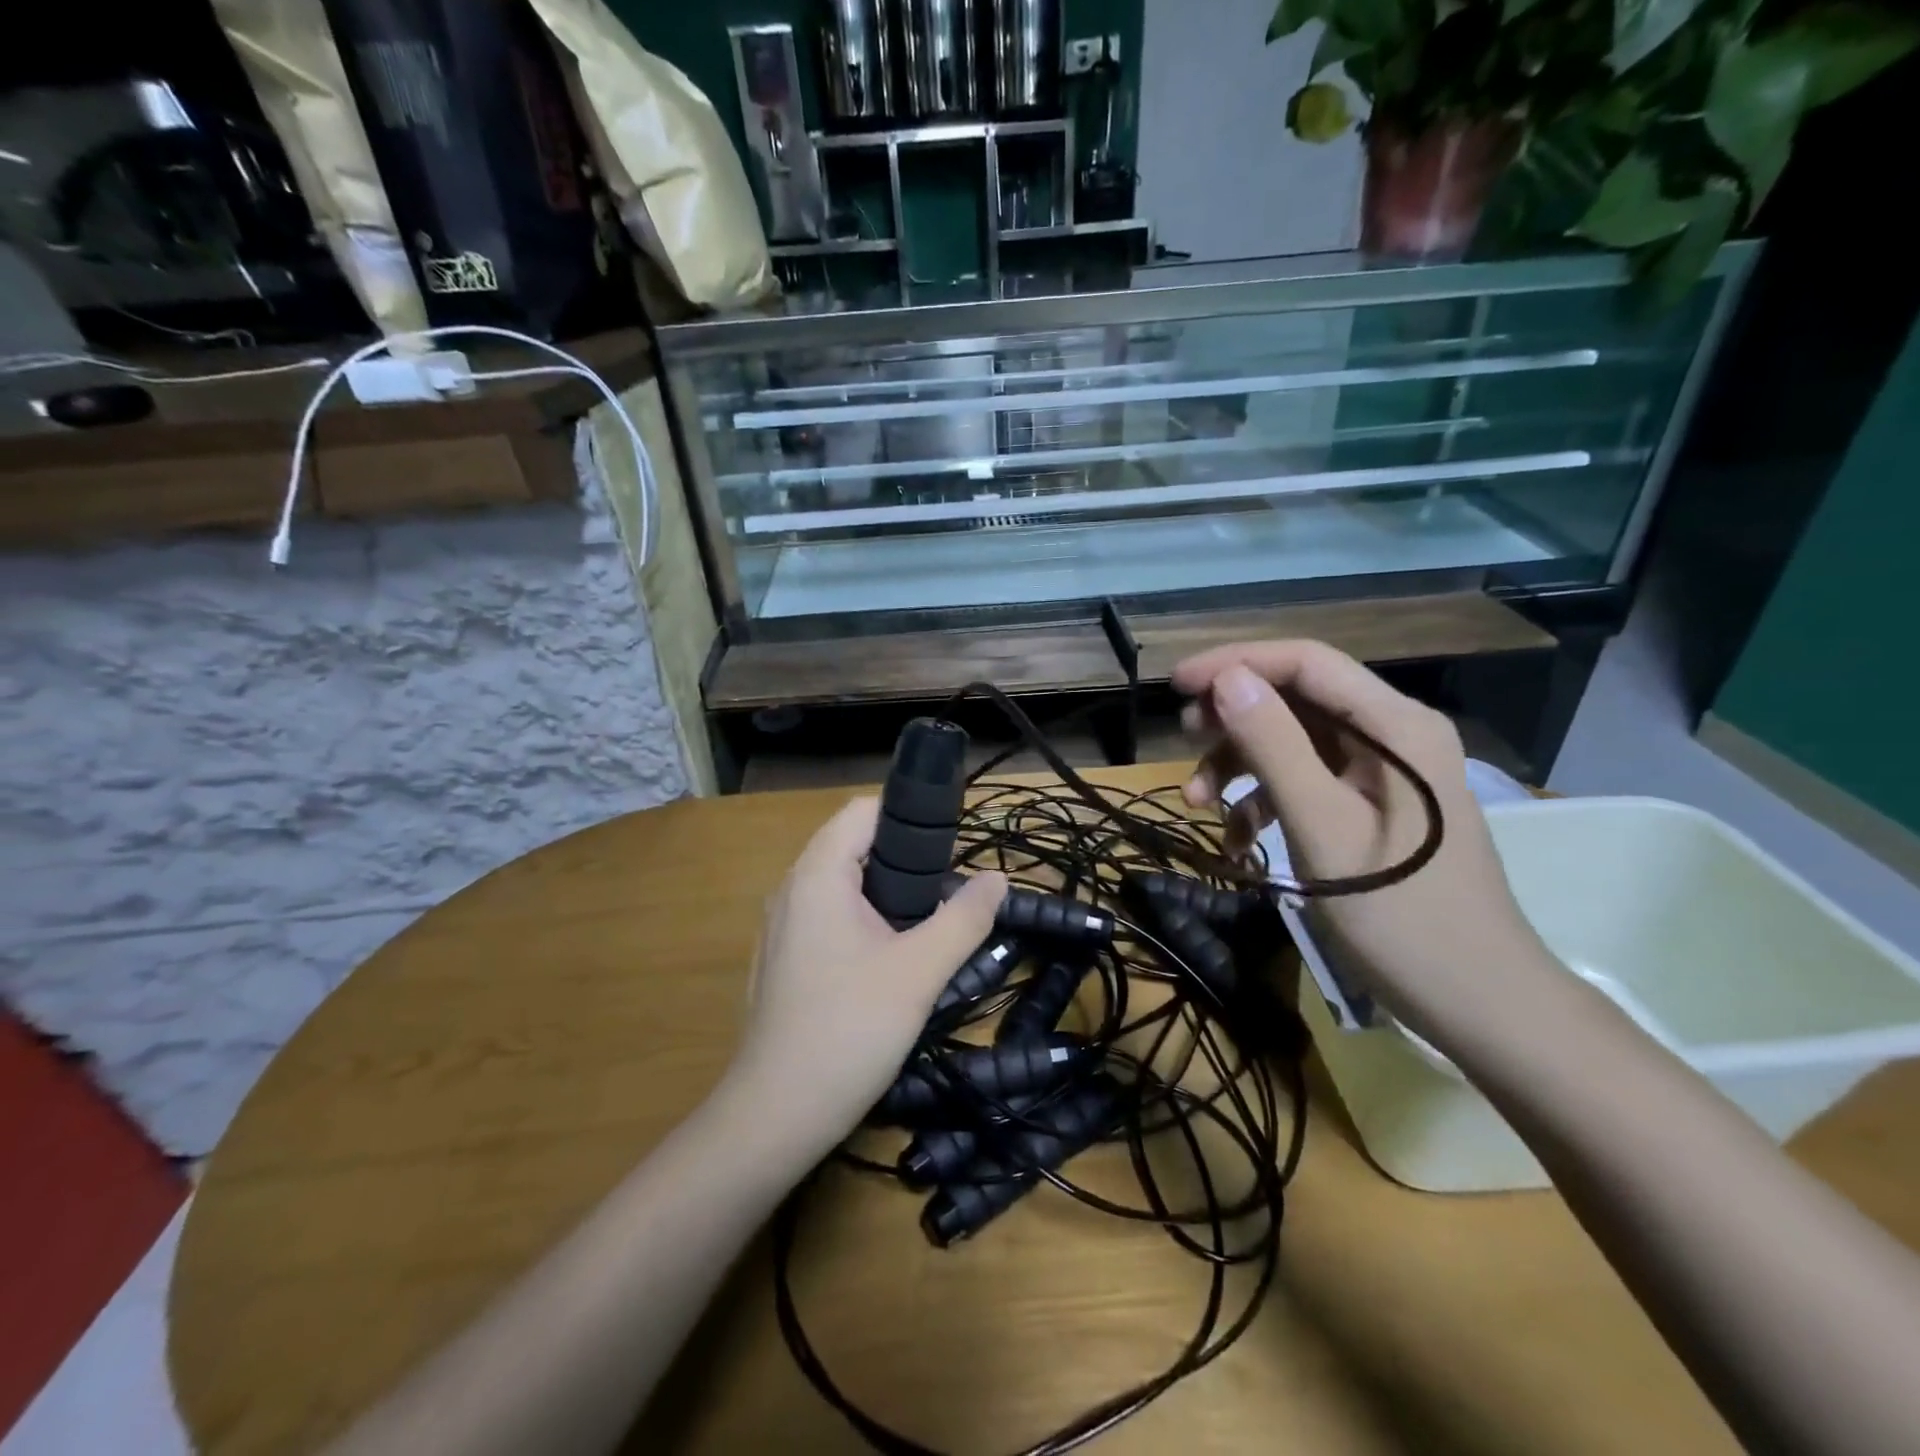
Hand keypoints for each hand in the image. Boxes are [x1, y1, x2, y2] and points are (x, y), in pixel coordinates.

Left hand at [730, 797, 1006, 1162]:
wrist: (775, 1115)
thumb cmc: (849, 1029)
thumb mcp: (920, 972)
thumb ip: (964, 918)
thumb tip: (999, 878)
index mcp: (817, 875)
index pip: (863, 811)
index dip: (910, 818)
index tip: (952, 849)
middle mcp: (791, 889)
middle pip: (852, 845)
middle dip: (905, 859)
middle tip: (948, 892)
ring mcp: (780, 926)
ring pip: (840, 885)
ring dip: (885, 892)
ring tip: (927, 924)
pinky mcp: (781, 959)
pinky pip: (826, 917)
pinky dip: (861, 920)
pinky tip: (887, 960)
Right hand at [1173, 640, 1552, 1036]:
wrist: (1476, 1000)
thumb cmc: (1400, 914)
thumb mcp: (1323, 826)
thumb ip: (1274, 746)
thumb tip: (1227, 681)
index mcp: (1396, 727)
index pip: (1306, 663)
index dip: (1236, 663)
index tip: (1176, 685)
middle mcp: (1393, 735)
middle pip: (1297, 700)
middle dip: (1233, 718)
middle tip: (1184, 741)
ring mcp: (1383, 773)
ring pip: (1293, 742)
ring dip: (1240, 766)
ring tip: (1197, 803)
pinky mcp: (1371, 807)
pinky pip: (1305, 782)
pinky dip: (1263, 802)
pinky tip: (1237, 841)